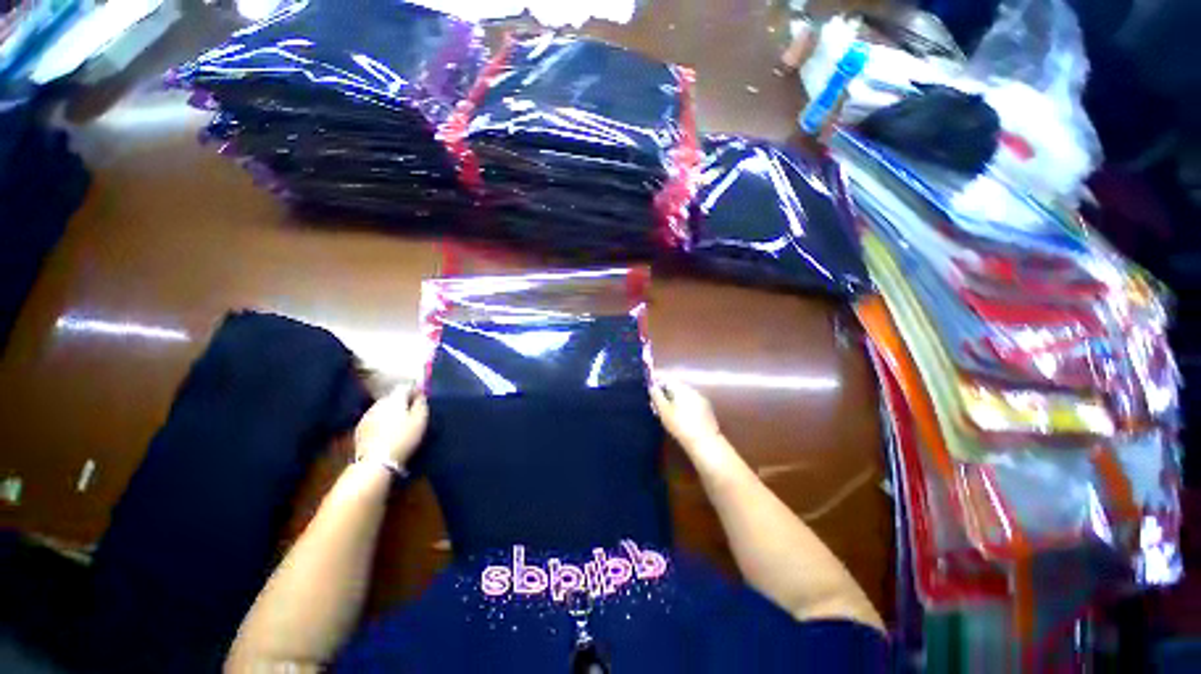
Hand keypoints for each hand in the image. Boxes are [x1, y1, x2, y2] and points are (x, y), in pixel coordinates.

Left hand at [354, 384, 428, 465]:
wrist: (376, 462)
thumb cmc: (404, 438)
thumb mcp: (420, 420)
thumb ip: (421, 404)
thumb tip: (421, 395)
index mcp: (395, 399)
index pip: (406, 387)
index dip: (415, 390)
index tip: (423, 397)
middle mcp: (379, 403)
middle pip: (393, 397)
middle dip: (402, 401)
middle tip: (412, 411)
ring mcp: (367, 415)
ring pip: (382, 408)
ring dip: (391, 411)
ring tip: (399, 422)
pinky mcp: (360, 429)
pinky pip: (374, 419)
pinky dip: (381, 421)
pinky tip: (386, 432)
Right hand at [649, 379, 722, 449]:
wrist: (705, 443)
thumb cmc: (681, 425)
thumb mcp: (664, 411)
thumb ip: (656, 396)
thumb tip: (651, 385)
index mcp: (682, 388)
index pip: (667, 379)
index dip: (657, 383)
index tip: (649, 390)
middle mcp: (693, 390)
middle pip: (675, 387)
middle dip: (664, 393)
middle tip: (655, 404)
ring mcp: (701, 400)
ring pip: (683, 396)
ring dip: (673, 400)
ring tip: (665, 412)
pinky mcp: (706, 411)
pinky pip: (690, 403)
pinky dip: (682, 407)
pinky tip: (678, 417)